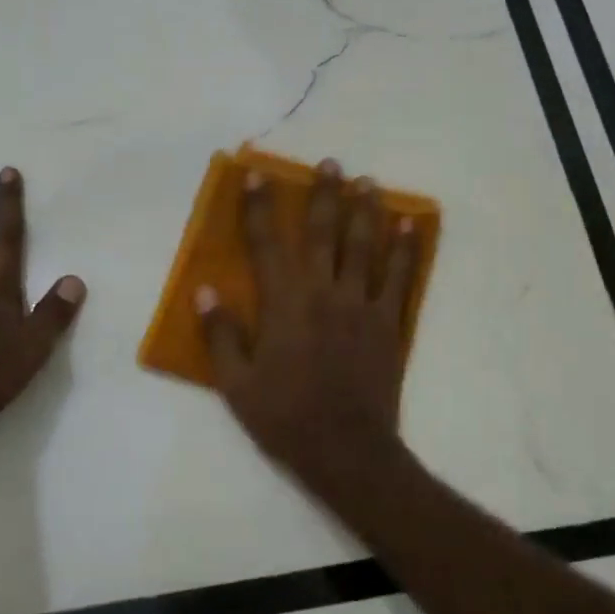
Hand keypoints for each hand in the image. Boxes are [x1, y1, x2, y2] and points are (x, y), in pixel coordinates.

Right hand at [197, 158, 420, 477]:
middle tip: (330, 163)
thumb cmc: (285, 417)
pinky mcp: (389, 323)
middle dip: (324, 194)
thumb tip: (204, 290)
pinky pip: (401, 278)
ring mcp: (362, 306)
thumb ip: (220, 335)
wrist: (347, 450)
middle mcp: (324, 293)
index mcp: (284, 304)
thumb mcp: (237, 384)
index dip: (260, 206)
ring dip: (366, 210)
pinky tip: (409, 226)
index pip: (267, 243)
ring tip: (368, 181)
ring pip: (365, 246)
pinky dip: (406, 250)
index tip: (257, 173)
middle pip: (324, 233)